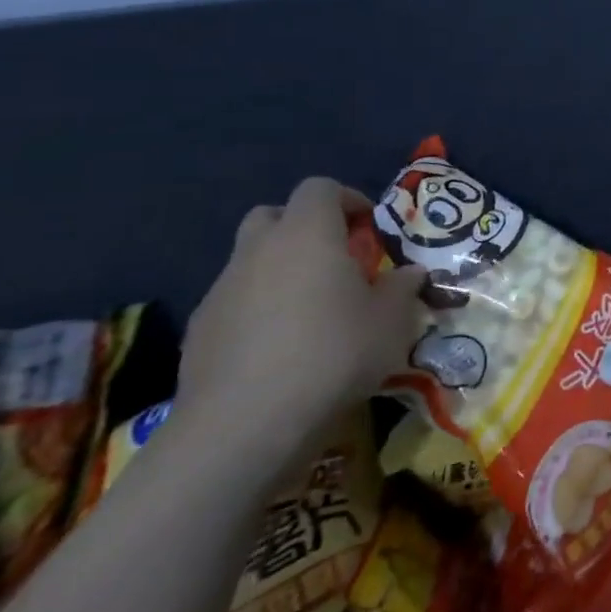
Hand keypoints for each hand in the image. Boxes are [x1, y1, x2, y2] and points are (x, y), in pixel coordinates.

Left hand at [175, 178, 427, 461]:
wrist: (245, 423)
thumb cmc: (333, 353)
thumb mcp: (392, 321)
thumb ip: (403, 288)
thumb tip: (411, 273)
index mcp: (307, 234)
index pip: (320, 188)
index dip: (348, 199)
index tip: (369, 227)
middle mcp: (259, 250)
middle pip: (274, 215)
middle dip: (304, 228)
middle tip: (335, 259)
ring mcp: (222, 289)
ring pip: (250, 259)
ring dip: (279, 270)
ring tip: (309, 309)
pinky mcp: (200, 330)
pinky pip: (234, 301)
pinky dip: (256, 309)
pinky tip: (278, 347)